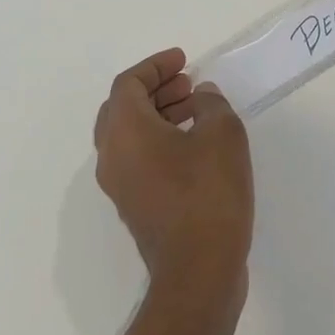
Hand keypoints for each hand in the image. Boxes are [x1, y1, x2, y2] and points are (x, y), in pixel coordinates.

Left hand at [94, 48, 253, 307]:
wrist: (198, 273)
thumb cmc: (208, 193)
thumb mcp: (222, 134)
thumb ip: (211, 104)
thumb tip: (200, 97)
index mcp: (125, 131)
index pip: (129, 84)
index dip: (155, 66)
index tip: (183, 61)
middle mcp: (112, 155)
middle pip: (123, 107)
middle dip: (155, 89)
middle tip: (187, 83)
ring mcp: (119, 185)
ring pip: (129, 134)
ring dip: (158, 114)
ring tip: (195, 109)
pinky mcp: (134, 207)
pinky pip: (137, 158)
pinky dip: (158, 139)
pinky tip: (193, 143)